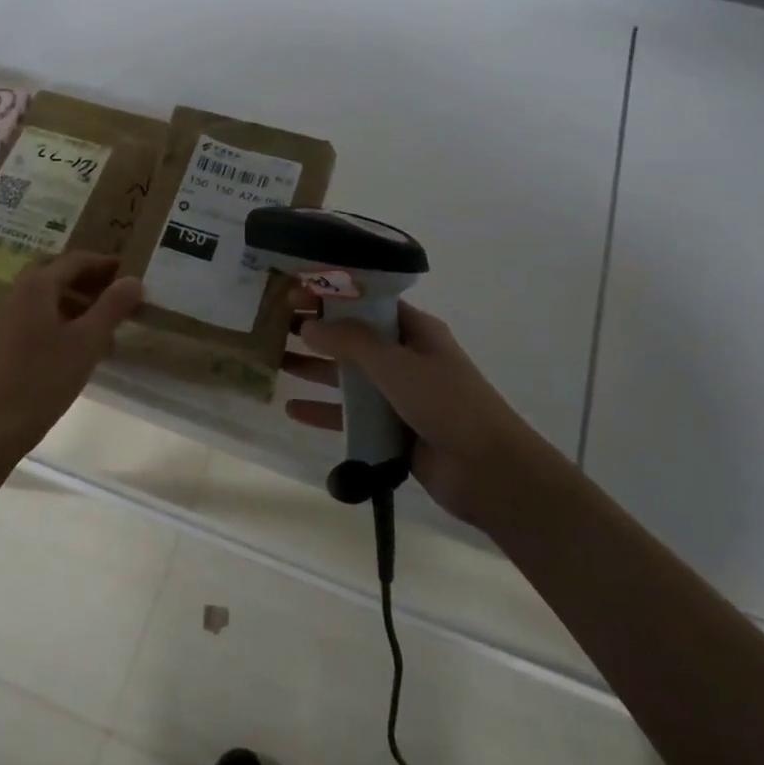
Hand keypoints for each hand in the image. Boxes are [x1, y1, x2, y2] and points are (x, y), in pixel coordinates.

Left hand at [0, 252, 143, 470]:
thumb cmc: (44, 379)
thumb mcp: (88, 341)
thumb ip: (112, 307)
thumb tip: (134, 279)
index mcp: (37, 285)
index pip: (76, 260)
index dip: (105, 264)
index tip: (132, 270)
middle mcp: (19, 293)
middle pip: (59, 274)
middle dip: (90, 279)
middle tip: (119, 291)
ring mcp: (9, 317)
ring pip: (49, 296)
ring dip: (79, 300)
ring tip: (108, 320)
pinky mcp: (6, 340)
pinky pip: (40, 315)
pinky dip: (64, 318)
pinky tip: (83, 344)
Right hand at [282, 291, 543, 526]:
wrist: (489, 472)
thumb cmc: (446, 403)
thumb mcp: (396, 364)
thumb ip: (351, 342)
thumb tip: (308, 325)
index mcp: (415, 331)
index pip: (368, 302)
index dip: (333, 295)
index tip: (295, 292)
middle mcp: (406, 357)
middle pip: (353, 338)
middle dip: (317, 331)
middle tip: (274, 326)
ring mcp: (399, 395)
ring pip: (349, 376)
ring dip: (315, 368)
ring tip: (275, 361)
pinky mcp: (392, 429)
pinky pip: (351, 415)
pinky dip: (324, 410)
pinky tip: (292, 409)